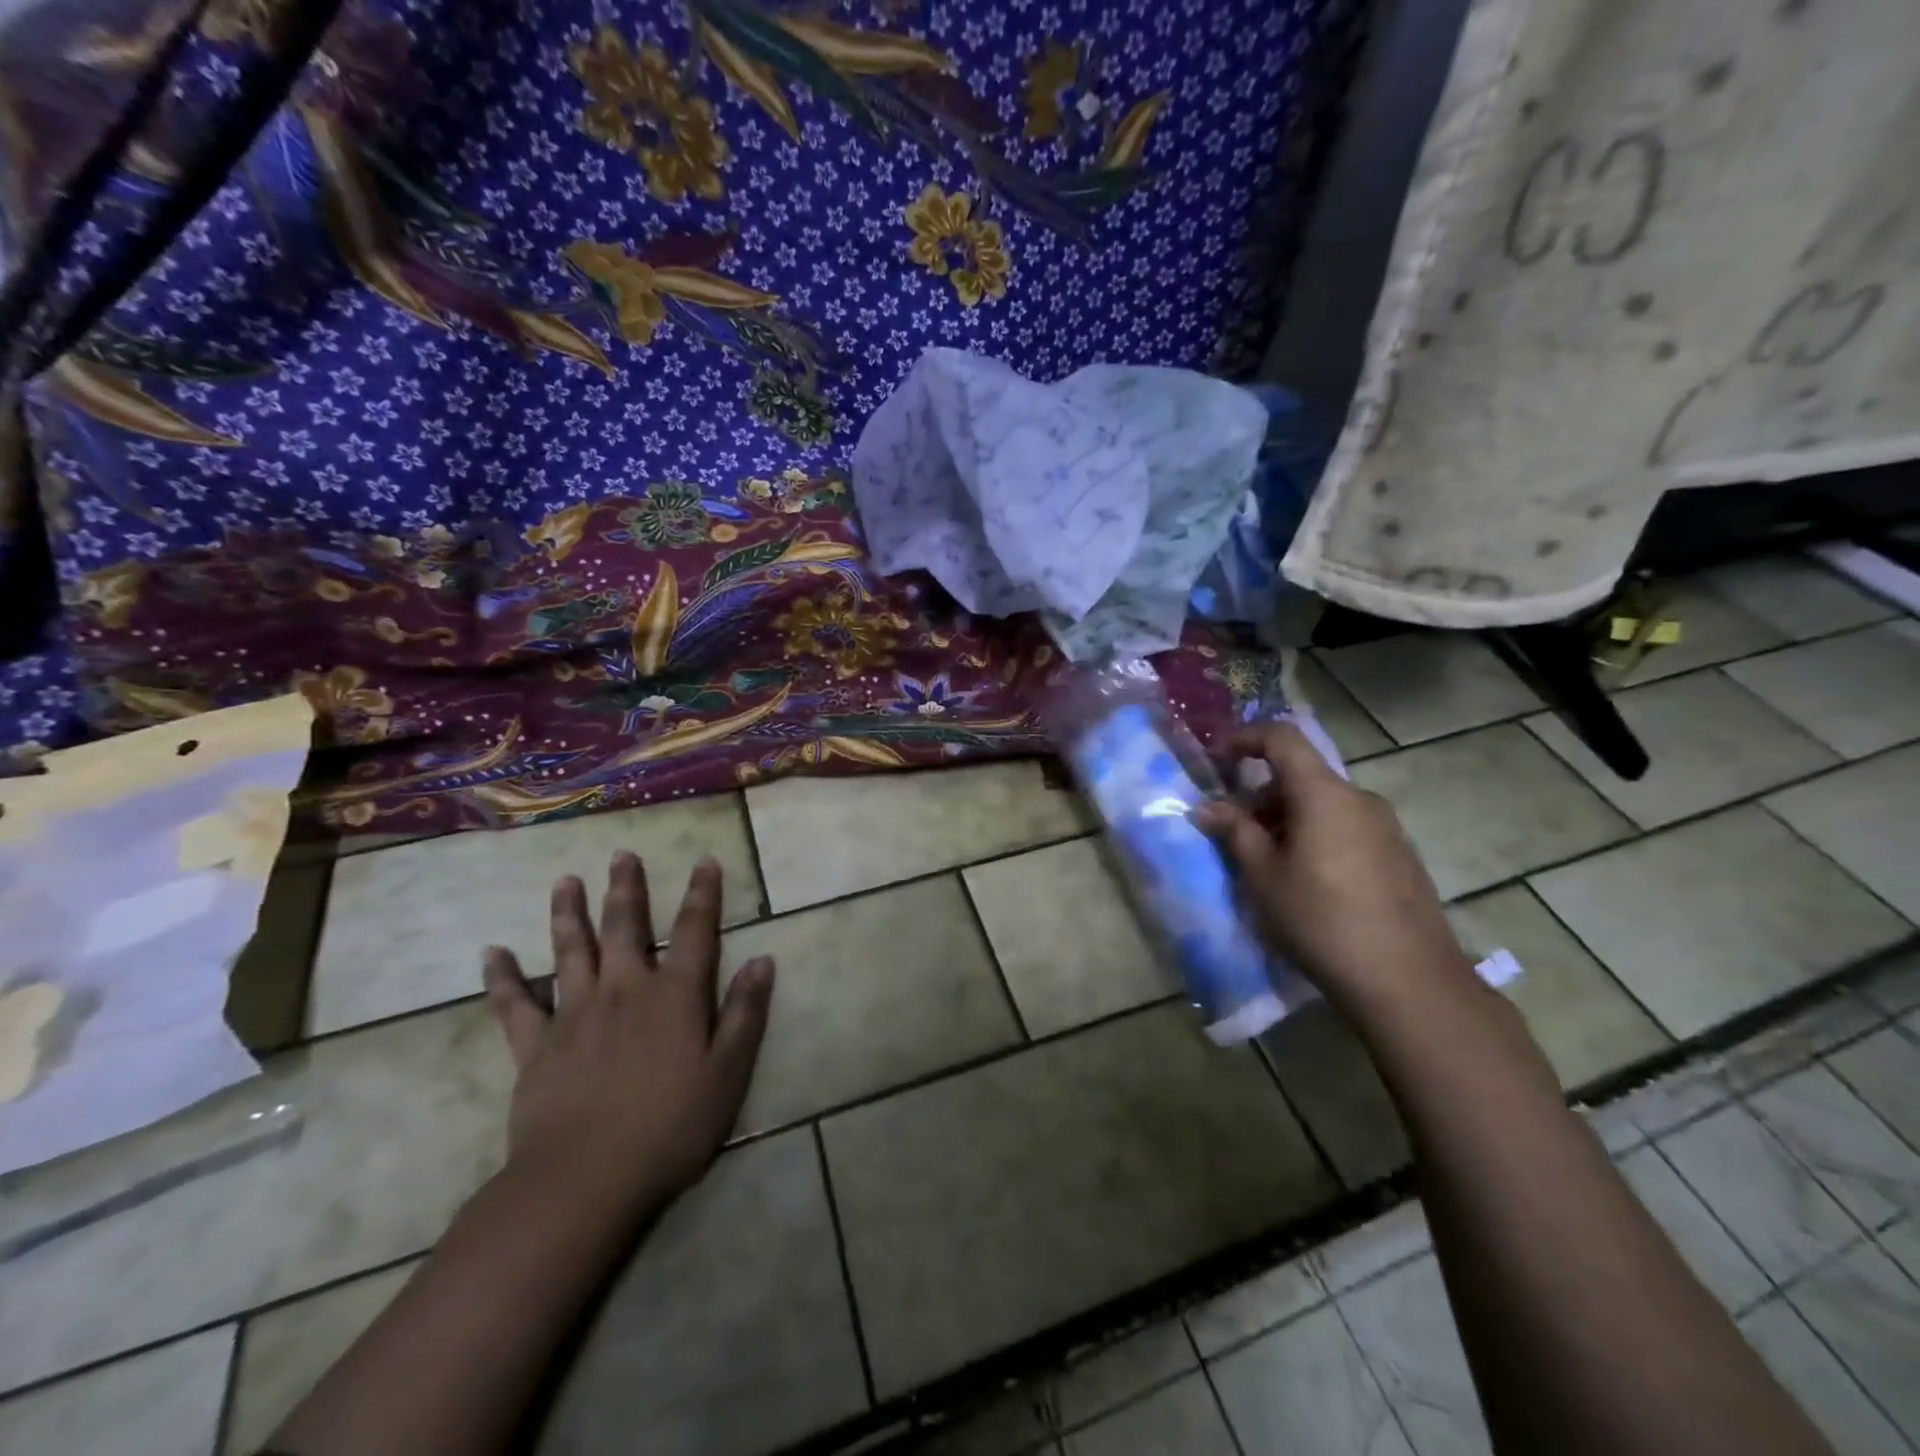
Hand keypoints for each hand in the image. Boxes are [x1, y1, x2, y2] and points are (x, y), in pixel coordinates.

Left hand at [482, 852, 774, 1219]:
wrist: (585, 1180)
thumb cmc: (670, 1127)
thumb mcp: (727, 1073)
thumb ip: (745, 1014)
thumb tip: (763, 960)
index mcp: (674, 995)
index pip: (694, 931)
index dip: (702, 894)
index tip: (704, 861)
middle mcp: (624, 990)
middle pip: (626, 927)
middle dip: (627, 889)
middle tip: (622, 855)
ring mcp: (575, 1014)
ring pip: (570, 951)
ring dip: (569, 913)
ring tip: (565, 881)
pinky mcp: (535, 1047)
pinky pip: (514, 1005)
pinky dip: (502, 978)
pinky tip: (491, 954)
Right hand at [1194, 722, 1479, 1016]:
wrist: (1409, 981)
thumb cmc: (1322, 920)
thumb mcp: (1264, 876)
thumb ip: (1235, 832)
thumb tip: (1206, 807)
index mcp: (1324, 794)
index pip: (1282, 738)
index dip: (1244, 739)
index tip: (1216, 761)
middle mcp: (1359, 799)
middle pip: (1301, 776)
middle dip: (1260, 795)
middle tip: (1233, 834)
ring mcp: (1386, 827)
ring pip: (1323, 804)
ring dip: (1286, 820)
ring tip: (1266, 865)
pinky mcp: (1399, 855)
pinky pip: (1346, 827)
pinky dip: (1315, 836)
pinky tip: (1307, 882)